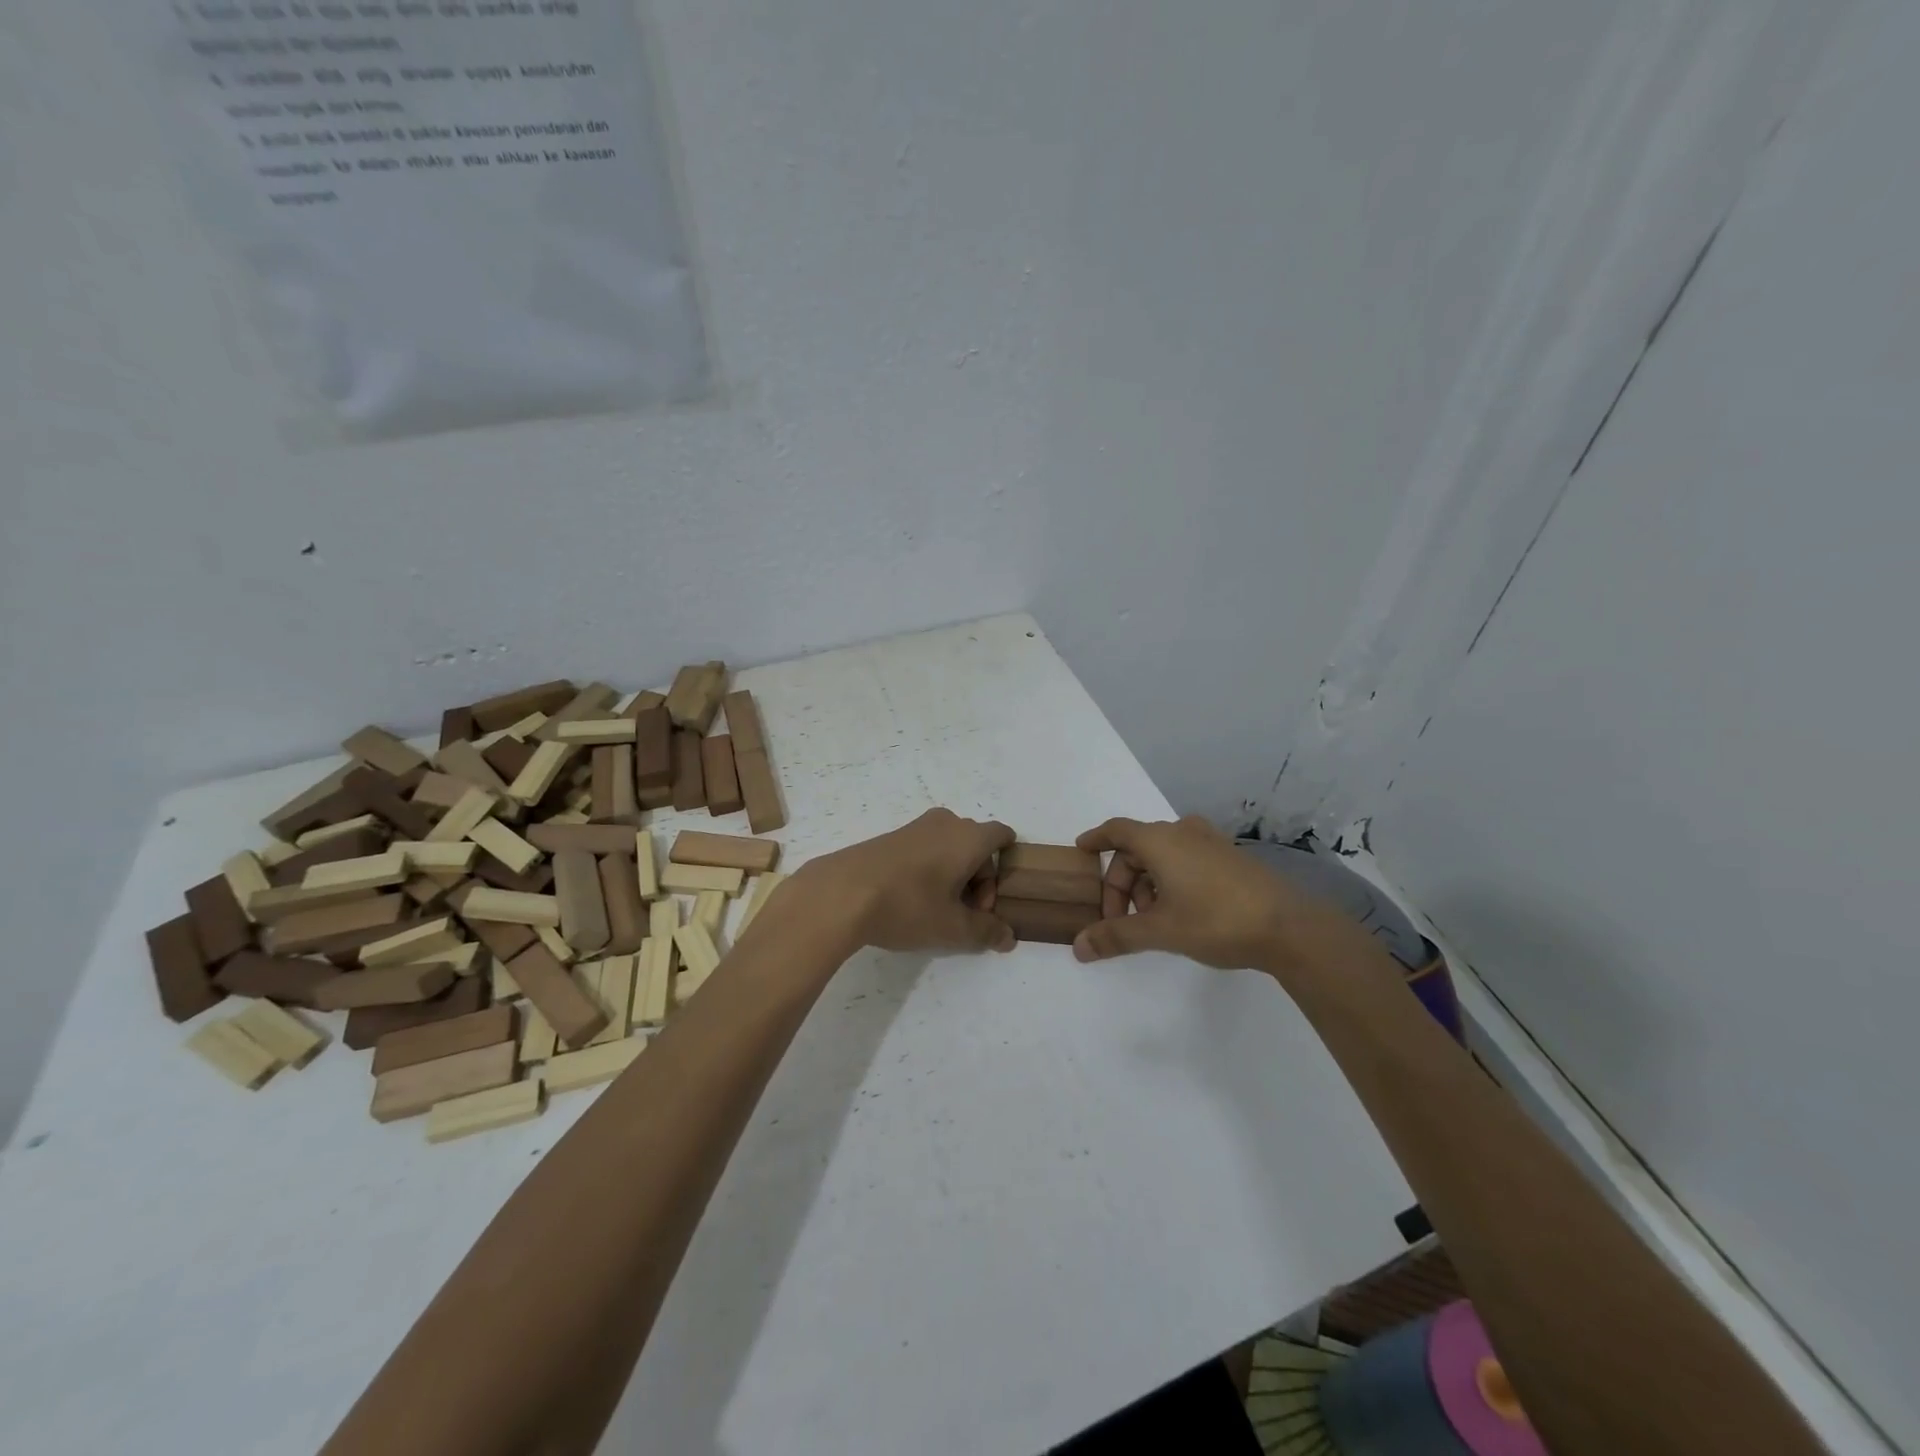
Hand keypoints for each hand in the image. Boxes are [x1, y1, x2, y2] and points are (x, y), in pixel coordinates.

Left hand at [797, 808, 1015, 953]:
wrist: (840, 893)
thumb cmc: (908, 906)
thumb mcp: (953, 929)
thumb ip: (987, 932)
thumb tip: (1008, 937)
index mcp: (969, 836)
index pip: (1002, 836)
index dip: (1003, 871)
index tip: (987, 903)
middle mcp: (945, 822)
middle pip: (976, 846)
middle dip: (977, 881)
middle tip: (961, 915)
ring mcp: (915, 827)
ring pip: (949, 849)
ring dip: (951, 877)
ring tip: (933, 912)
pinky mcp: (891, 837)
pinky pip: (925, 850)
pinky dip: (928, 872)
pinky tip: (908, 901)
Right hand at [1073, 815, 1342, 974]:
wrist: (1290, 927)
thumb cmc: (1216, 920)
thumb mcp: (1160, 931)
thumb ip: (1116, 936)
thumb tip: (1079, 947)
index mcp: (1159, 840)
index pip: (1115, 830)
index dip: (1095, 839)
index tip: (1080, 851)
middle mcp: (1182, 832)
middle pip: (1136, 848)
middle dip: (1120, 882)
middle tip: (1118, 919)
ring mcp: (1210, 842)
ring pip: (1162, 855)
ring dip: (1146, 883)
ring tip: (1150, 920)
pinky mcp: (1230, 857)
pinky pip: (1185, 859)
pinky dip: (1170, 879)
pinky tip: (1178, 911)